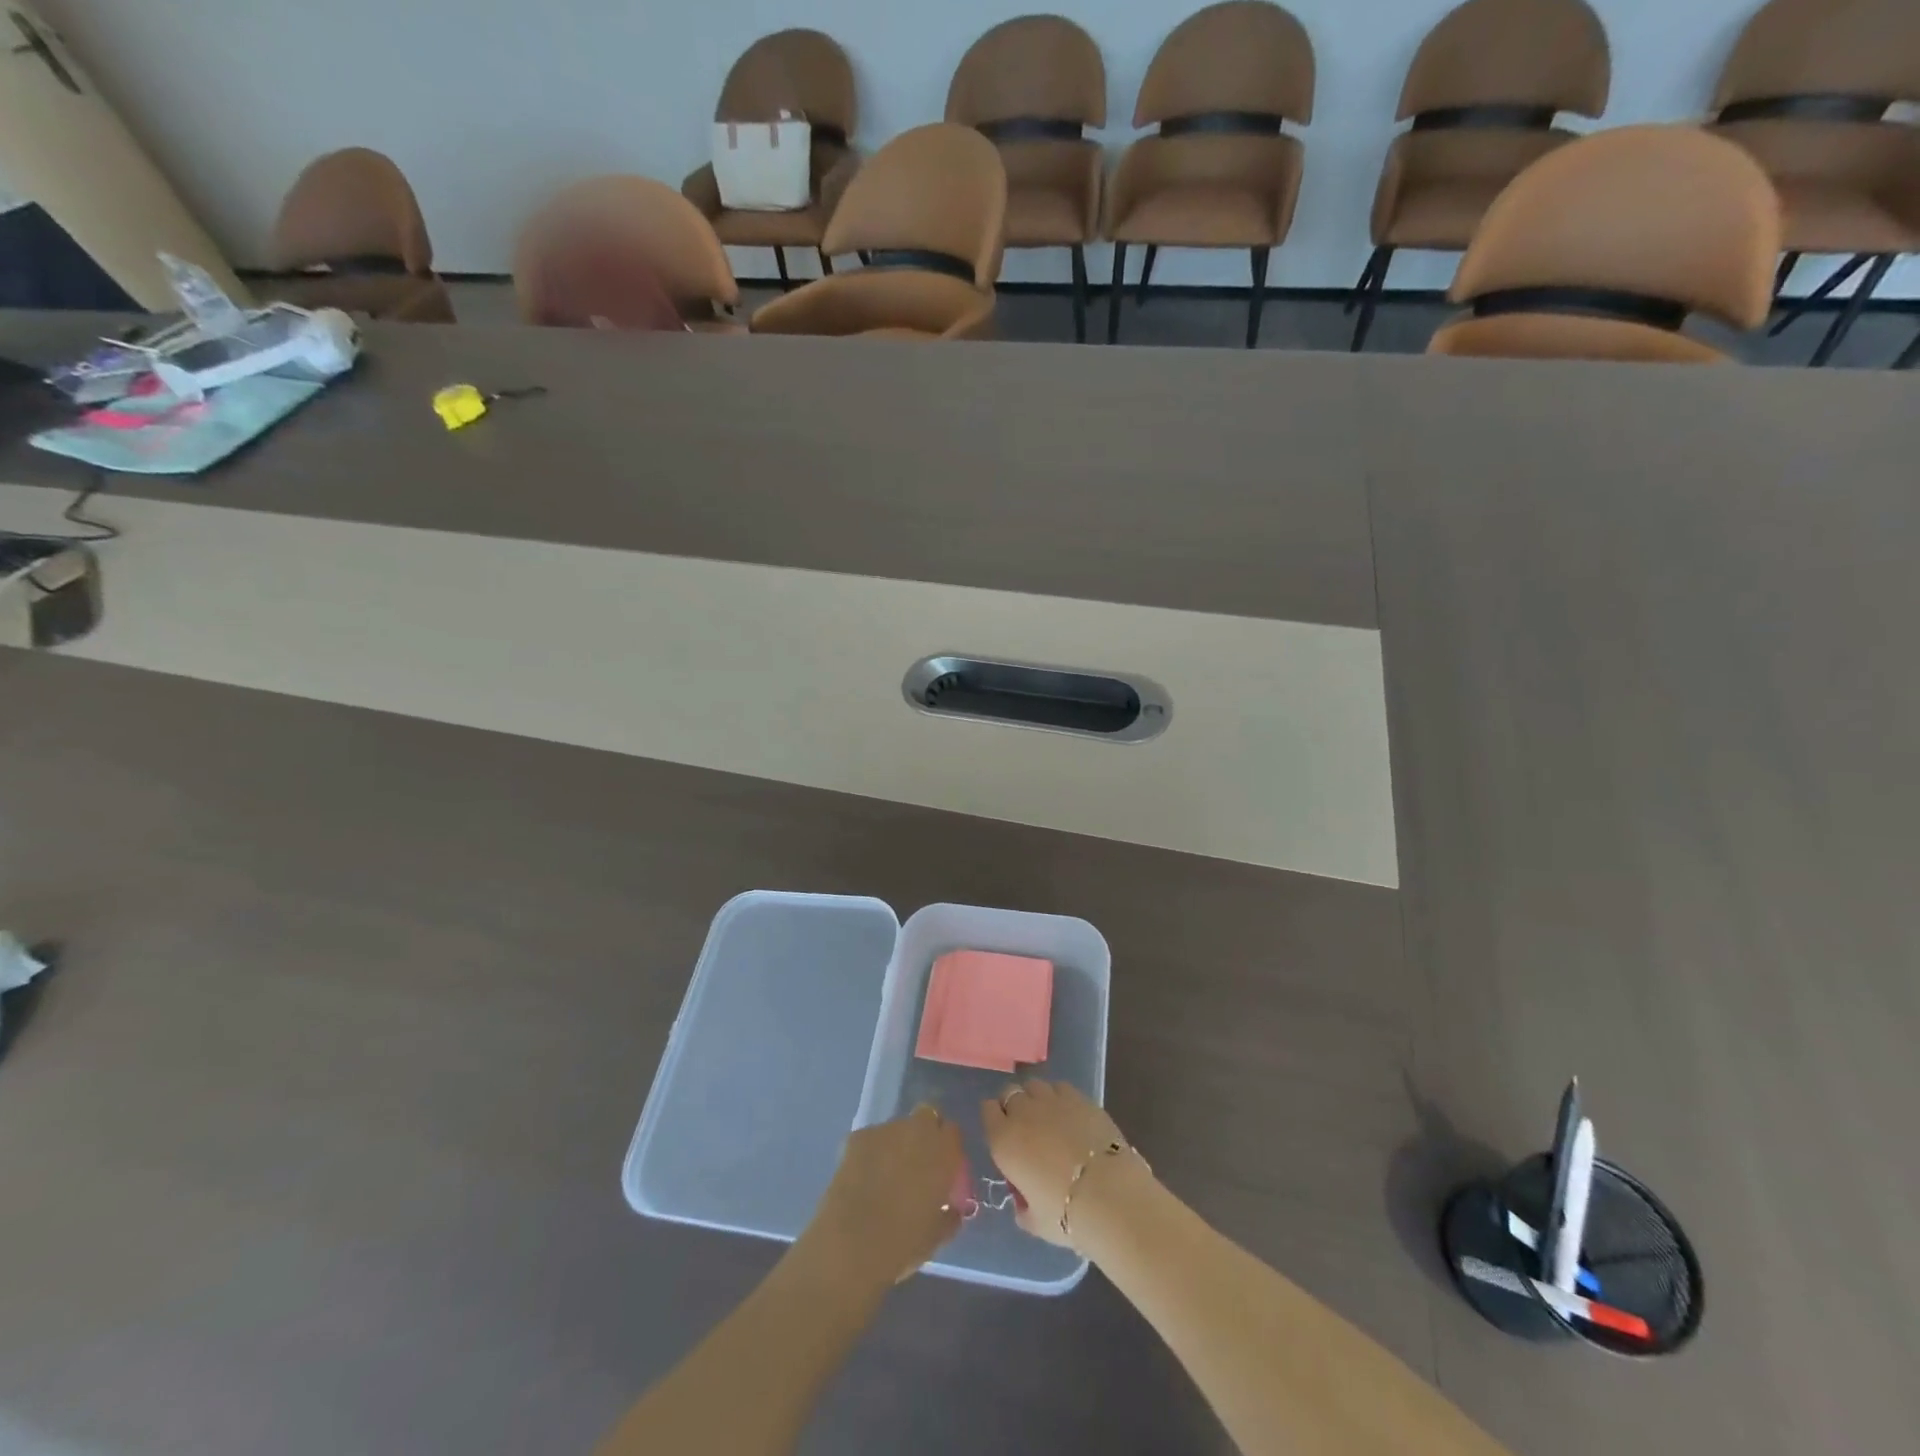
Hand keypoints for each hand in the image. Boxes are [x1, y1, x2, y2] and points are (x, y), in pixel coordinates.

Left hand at [807, 1105, 965, 1286]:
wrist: (852, 1244)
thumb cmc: (903, 1243)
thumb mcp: (937, 1234)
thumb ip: (950, 1213)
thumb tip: (952, 1208)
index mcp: (942, 1152)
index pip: (952, 1132)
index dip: (947, 1148)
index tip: (943, 1168)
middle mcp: (917, 1130)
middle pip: (926, 1117)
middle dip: (924, 1135)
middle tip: (917, 1164)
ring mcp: (885, 1130)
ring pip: (897, 1129)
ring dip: (896, 1145)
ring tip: (885, 1176)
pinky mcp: (857, 1136)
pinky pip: (871, 1139)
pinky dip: (870, 1153)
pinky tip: (862, 1179)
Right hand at [981, 1079, 1134, 1248]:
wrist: (1108, 1193)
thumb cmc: (1065, 1214)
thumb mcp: (1034, 1222)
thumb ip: (1023, 1209)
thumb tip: (1024, 1203)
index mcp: (1004, 1140)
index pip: (987, 1110)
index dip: (995, 1118)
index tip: (1003, 1132)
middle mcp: (1023, 1112)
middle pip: (1009, 1093)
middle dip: (1013, 1105)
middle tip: (1025, 1127)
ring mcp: (1051, 1100)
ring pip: (1034, 1086)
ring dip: (1036, 1098)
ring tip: (1048, 1118)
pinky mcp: (1079, 1097)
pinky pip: (1060, 1087)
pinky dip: (1060, 1097)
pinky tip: (1070, 1115)